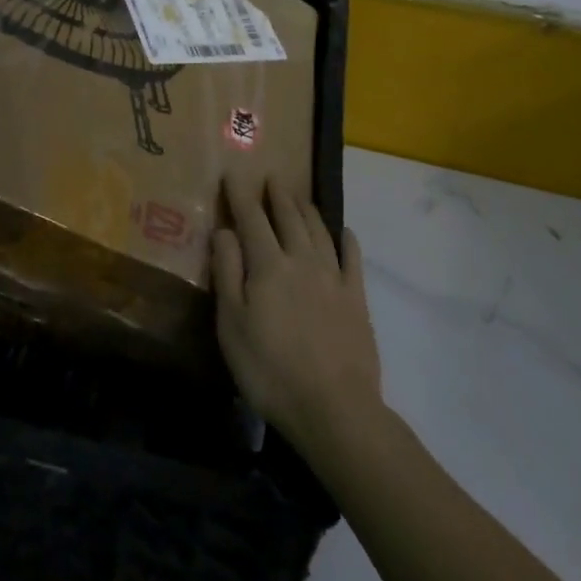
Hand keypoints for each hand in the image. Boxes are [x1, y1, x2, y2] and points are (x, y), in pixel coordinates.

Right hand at [213, 175, 383, 454]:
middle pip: (289, 218)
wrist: (333, 407)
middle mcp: (301, 260)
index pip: (251, 219)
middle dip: (278, 196)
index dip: (241, 195)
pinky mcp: (356, 299)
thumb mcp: (231, 324)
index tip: (233, 173)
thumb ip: (227, 272)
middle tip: (272, 177)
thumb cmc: (270, 369)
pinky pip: (352, 258)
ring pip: (319, 231)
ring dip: (307, 210)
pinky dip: (347, 240)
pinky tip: (344, 232)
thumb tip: (224, 230)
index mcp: (268, 265)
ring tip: (299, 197)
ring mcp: (333, 278)